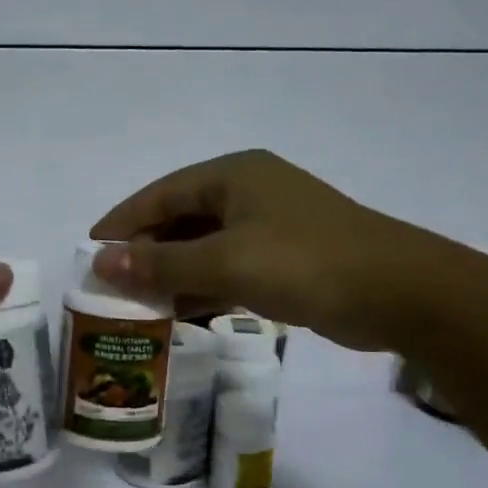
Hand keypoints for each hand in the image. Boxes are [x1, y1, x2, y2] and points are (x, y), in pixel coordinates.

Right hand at [89, 150, 452, 350]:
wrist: (399, 292)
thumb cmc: (304, 262)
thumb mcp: (225, 262)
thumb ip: (161, 263)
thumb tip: (101, 263)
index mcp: (233, 174)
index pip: (161, 194)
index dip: (122, 222)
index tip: (88, 251)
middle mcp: (249, 192)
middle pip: (181, 219)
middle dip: (146, 252)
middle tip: (111, 285)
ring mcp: (270, 225)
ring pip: (205, 246)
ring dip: (173, 273)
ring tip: (138, 305)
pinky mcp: (285, 257)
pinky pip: (229, 267)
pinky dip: (204, 287)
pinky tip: (182, 313)